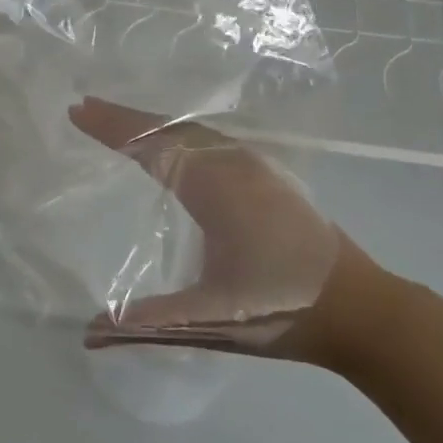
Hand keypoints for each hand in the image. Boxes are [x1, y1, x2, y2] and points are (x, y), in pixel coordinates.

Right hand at [68, 98, 409, 371]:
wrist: (365, 312)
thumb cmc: (284, 312)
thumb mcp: (209, 322)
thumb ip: (146, 324)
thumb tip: (86, 334)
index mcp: (217, 190)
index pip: (154, 145)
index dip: (113, 127)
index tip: (78, 110)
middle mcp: (236, 166)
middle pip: (173, 127)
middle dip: (127, 118)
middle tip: (87, 109)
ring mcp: (258, 168)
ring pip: (196, 130)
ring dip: (155, 124)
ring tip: (119, 123)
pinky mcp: (270, 177)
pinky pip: (213, 140)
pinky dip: (181, 134)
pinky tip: (173, 147)